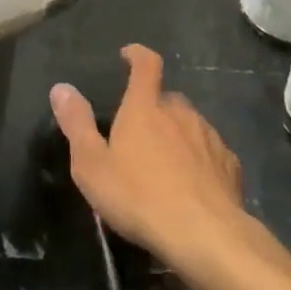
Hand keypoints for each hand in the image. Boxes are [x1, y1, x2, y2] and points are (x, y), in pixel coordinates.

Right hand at [51, 46, 247, 277]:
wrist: (205, 235)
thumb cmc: (139, 197)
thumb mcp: (93, 165)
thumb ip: (77, 124)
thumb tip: (61, 88)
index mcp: (146, 108)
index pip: (146, 65)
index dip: (137, 55)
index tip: (129, 55)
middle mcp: (180, 112)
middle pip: (167, 98)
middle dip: (154, 108)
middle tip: (139, 134)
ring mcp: (209, 137)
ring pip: (190, 125)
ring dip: (177, 135)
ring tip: (164, 165)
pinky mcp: (229, 164)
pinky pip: (210, 152)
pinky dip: (199, 160)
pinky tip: (192, 185)